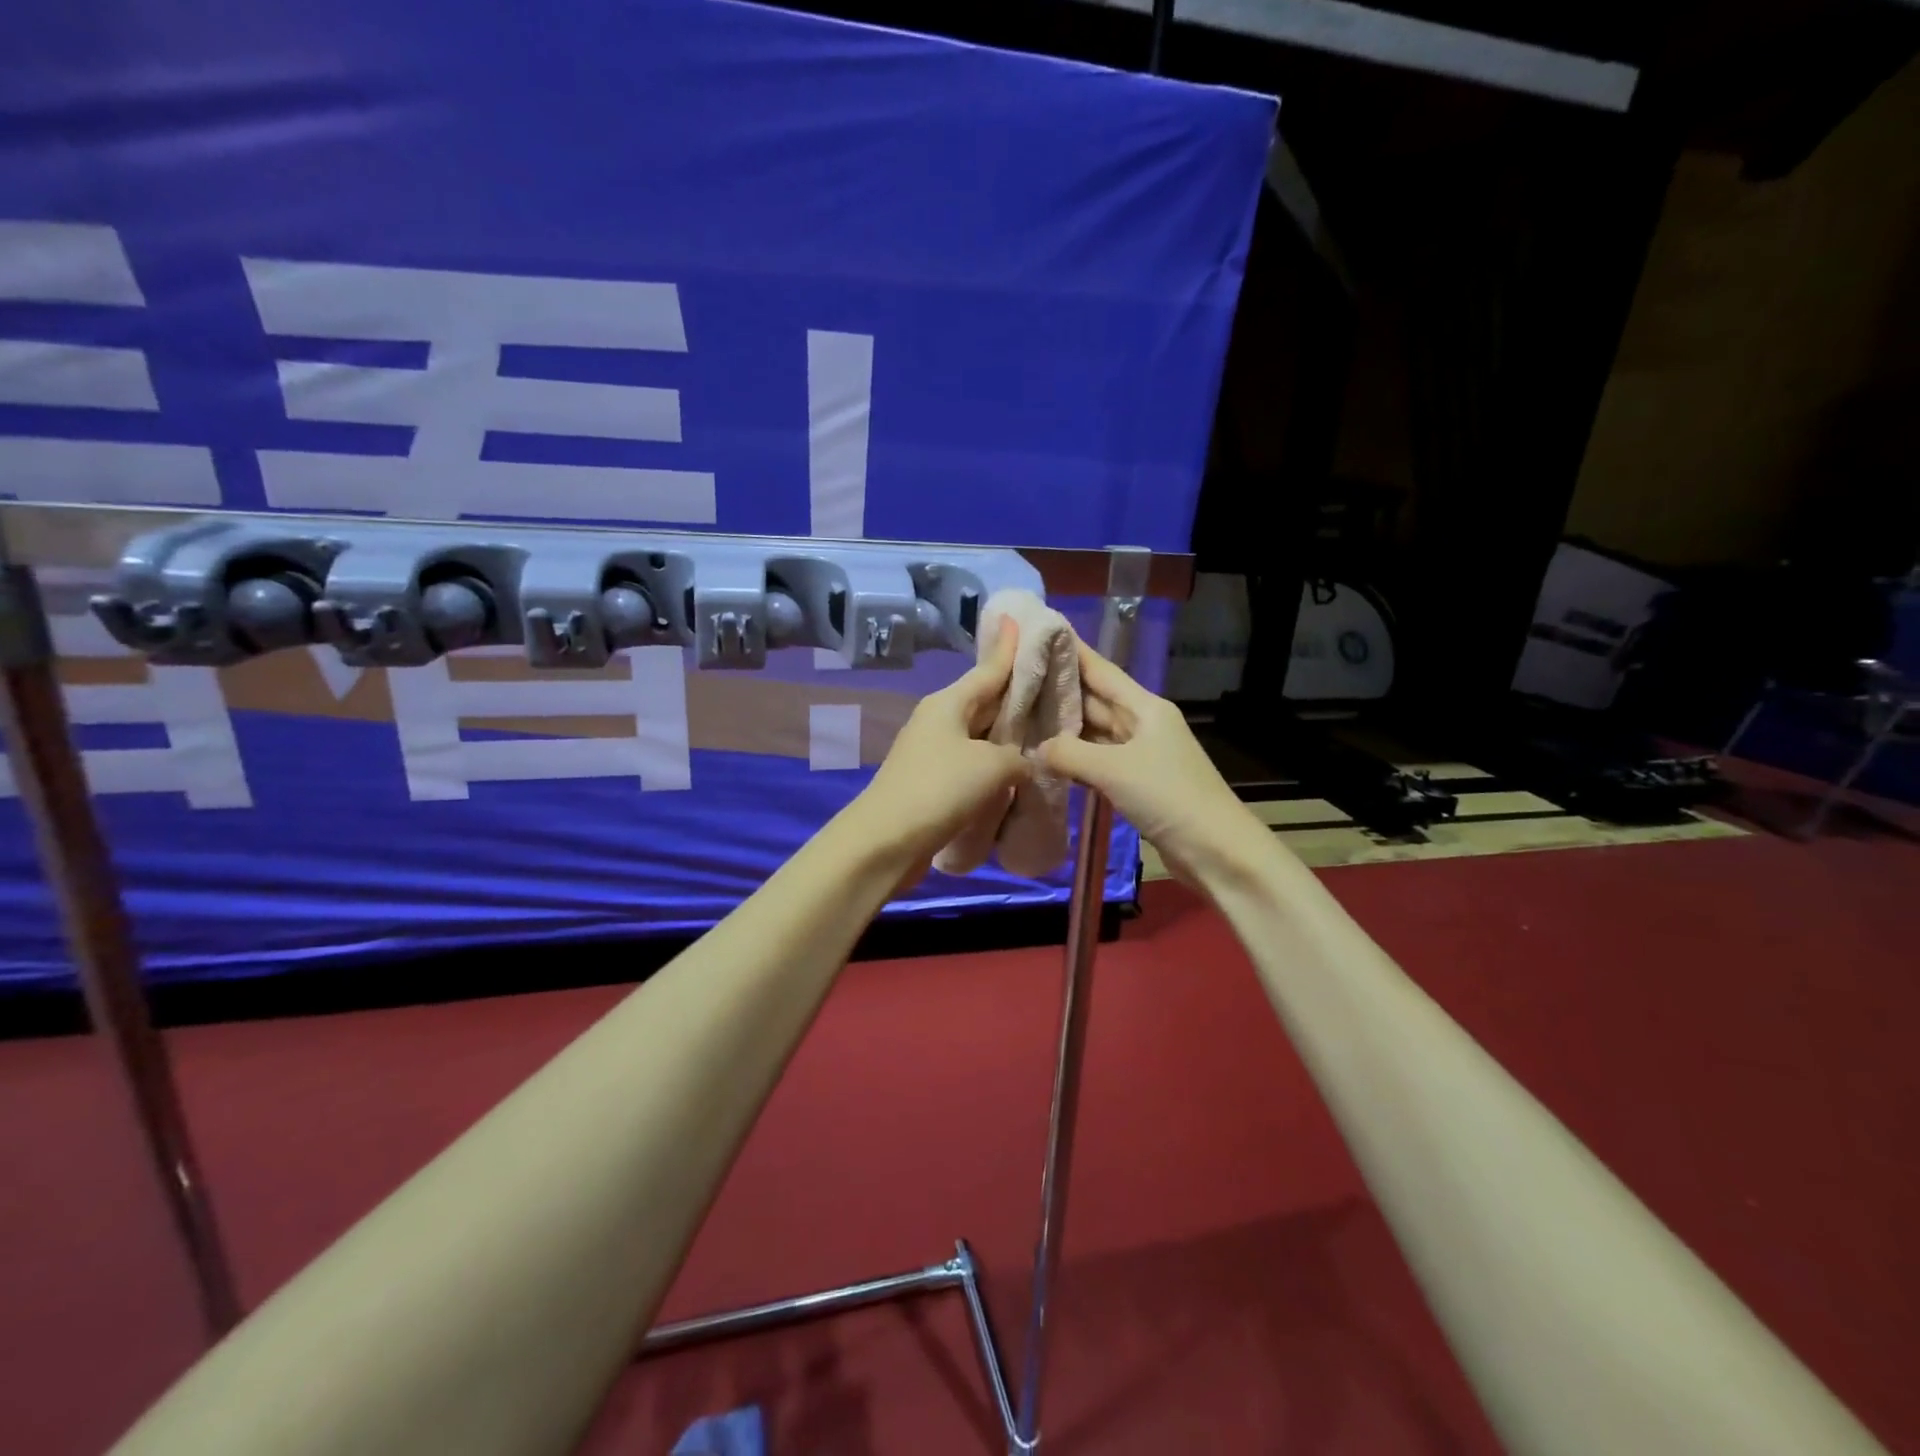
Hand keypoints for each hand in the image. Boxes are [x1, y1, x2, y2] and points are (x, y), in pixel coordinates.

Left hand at [848, 622, 1030, 874]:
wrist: (886, 840)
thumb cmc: (940, 789)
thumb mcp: (993, 766)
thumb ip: (1017, 758)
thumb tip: (1021, 764)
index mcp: (948, 703)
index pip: (988, 669)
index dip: (1007, 648)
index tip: (1017, 620)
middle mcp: (938, 720)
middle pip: (984, 701)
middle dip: (1014, 695)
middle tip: (1050, 684)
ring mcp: (931, 752)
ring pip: (979, 735)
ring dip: (1006, 735)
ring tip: (1042, 730)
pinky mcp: (931, 782)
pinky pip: (971, 763)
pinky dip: (993, 765)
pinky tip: (1016, 772)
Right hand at [1038, 637, 1276, 888]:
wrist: (1214, 849)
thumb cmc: (1168, 796)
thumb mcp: (1113, 769)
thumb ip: (1069, 753)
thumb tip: (1037, 749)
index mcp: (1145, 707)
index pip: (1101, 670)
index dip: (1072, 651)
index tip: (1040, 632)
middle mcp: (1142, 724)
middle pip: (1095, 700)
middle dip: (1058, 690)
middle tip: (1015, 679)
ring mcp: (1140, 754)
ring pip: (1094, 732)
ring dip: (1063, 727)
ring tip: (1021, 715)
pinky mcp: (1137, 782)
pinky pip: (1098, 760)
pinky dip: (1075, 758)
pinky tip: (1047, 758)